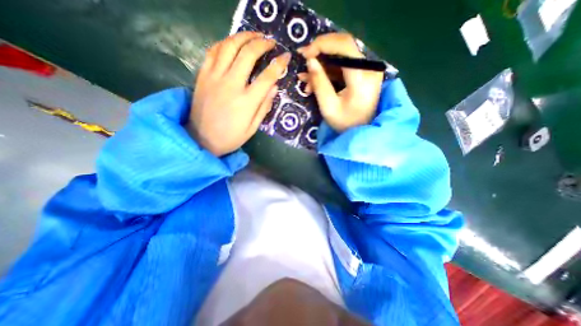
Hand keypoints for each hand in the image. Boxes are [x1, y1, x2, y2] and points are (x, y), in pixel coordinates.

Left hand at [188, 32, 292, 156]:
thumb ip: (264, 107)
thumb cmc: (231, 137)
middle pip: (248, 54)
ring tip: (254, 35)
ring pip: (229, 46)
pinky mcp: (202, 75)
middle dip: (262, 43)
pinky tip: (232, 43)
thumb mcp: (253, 128)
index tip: (286, 57)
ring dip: (243, 36)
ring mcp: (214, 77)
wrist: (201, 139)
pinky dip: (224, 43)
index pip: (267, 77)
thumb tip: (275, 87)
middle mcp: (231, 85)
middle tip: (271, 42)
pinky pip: (213, 51)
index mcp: (246, 101)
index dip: (278, 64)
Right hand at [297, 33, 384, 132]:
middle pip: (344, 46)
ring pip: (341, 56)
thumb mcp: (328, 106)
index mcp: (362, 77)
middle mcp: (369, 68)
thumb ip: (319, 83)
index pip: (344, 46)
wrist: (361, 132)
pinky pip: (343, 66)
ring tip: (305, 79)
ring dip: (322, 65)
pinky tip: (314, 82)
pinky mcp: (362, 74)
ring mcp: (367, 70)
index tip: (305, 54)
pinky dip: (327, 72)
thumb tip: (310, 61)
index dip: (323, 44)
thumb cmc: (345, 124)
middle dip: (321, 51)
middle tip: (303, 59)